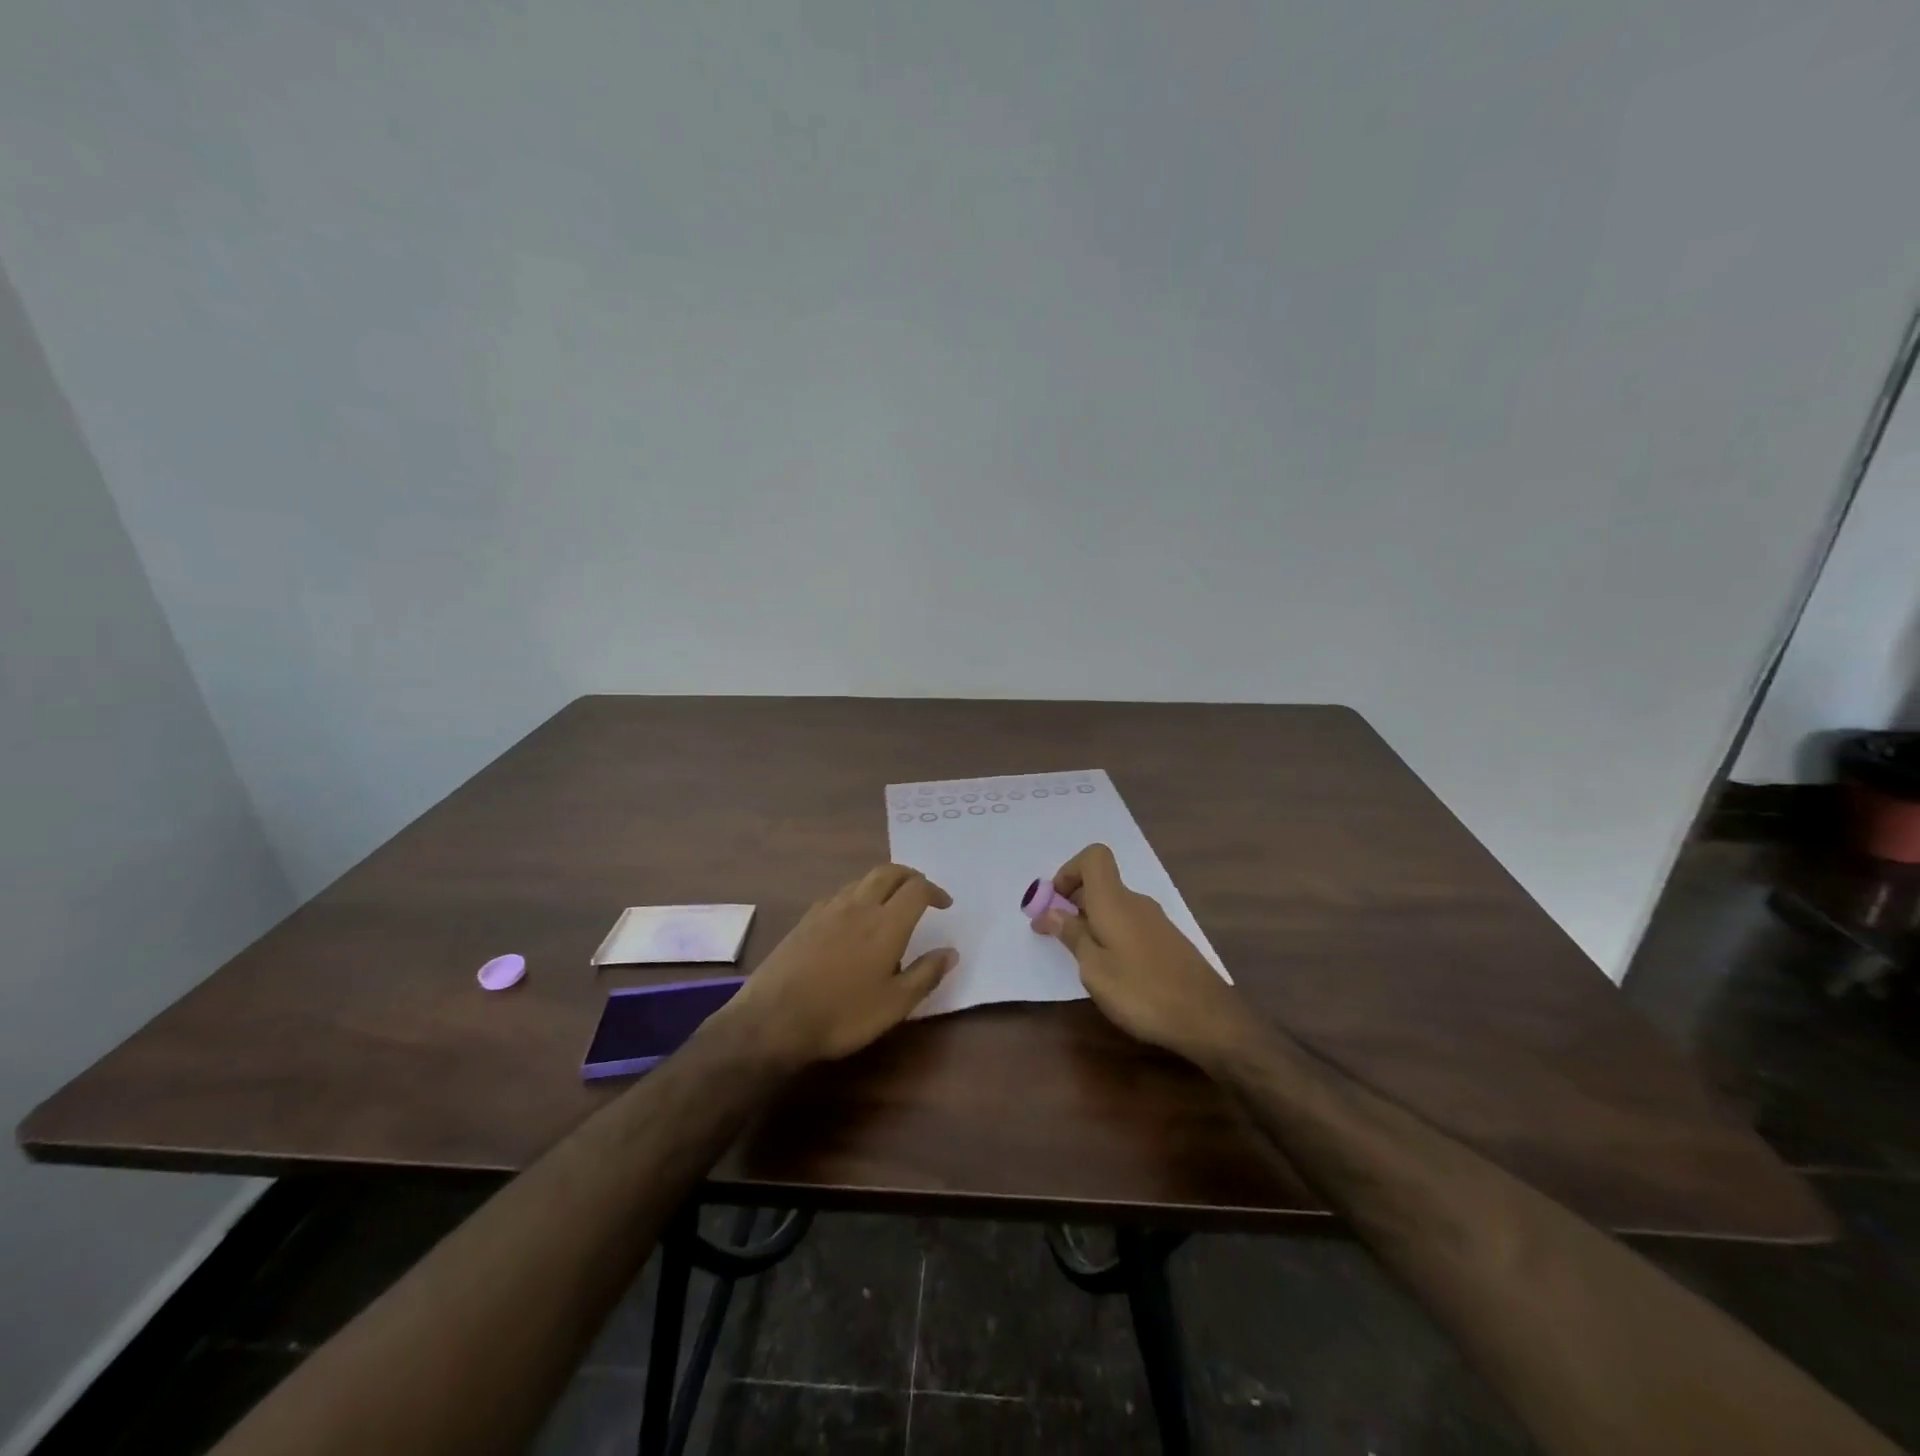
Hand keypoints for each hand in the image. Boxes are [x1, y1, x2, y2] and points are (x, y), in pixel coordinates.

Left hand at [720, 864, 957, 1065]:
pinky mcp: (806, 919)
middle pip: (888, 872)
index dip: (935, 891)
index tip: (944, 904)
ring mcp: (828, 909)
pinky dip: (856, 896)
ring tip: (889, 903)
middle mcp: (859, 906)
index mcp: (886, 923)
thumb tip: (950, 952)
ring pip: (861, 881)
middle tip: (920, 890)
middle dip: (909, 876)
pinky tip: (852, 918)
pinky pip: (838, 895)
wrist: (774, 1019)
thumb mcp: (894, 1005)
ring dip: (882, 883)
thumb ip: (925, 975)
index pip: (917, 889)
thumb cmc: (843, 1015)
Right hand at [1031, 843, 1247, 1063]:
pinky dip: (1112, 935)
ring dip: (1092, 922)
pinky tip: (1114, 971)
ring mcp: (1155, 921)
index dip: (1069, 871)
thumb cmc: (1142, 992)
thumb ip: (1072, 936)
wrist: (1209, 1019)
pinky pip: (1129, 924)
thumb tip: (1050, 912)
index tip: (1055, 903)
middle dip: (1073, 902)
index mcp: (1114, 901)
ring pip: (1114, 906)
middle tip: (1056, 936)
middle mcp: (1136, 902)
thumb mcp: (1095, 969)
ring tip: (1083, 960)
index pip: (1094, 857)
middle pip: (1100, 883)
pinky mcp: (1167, 941)